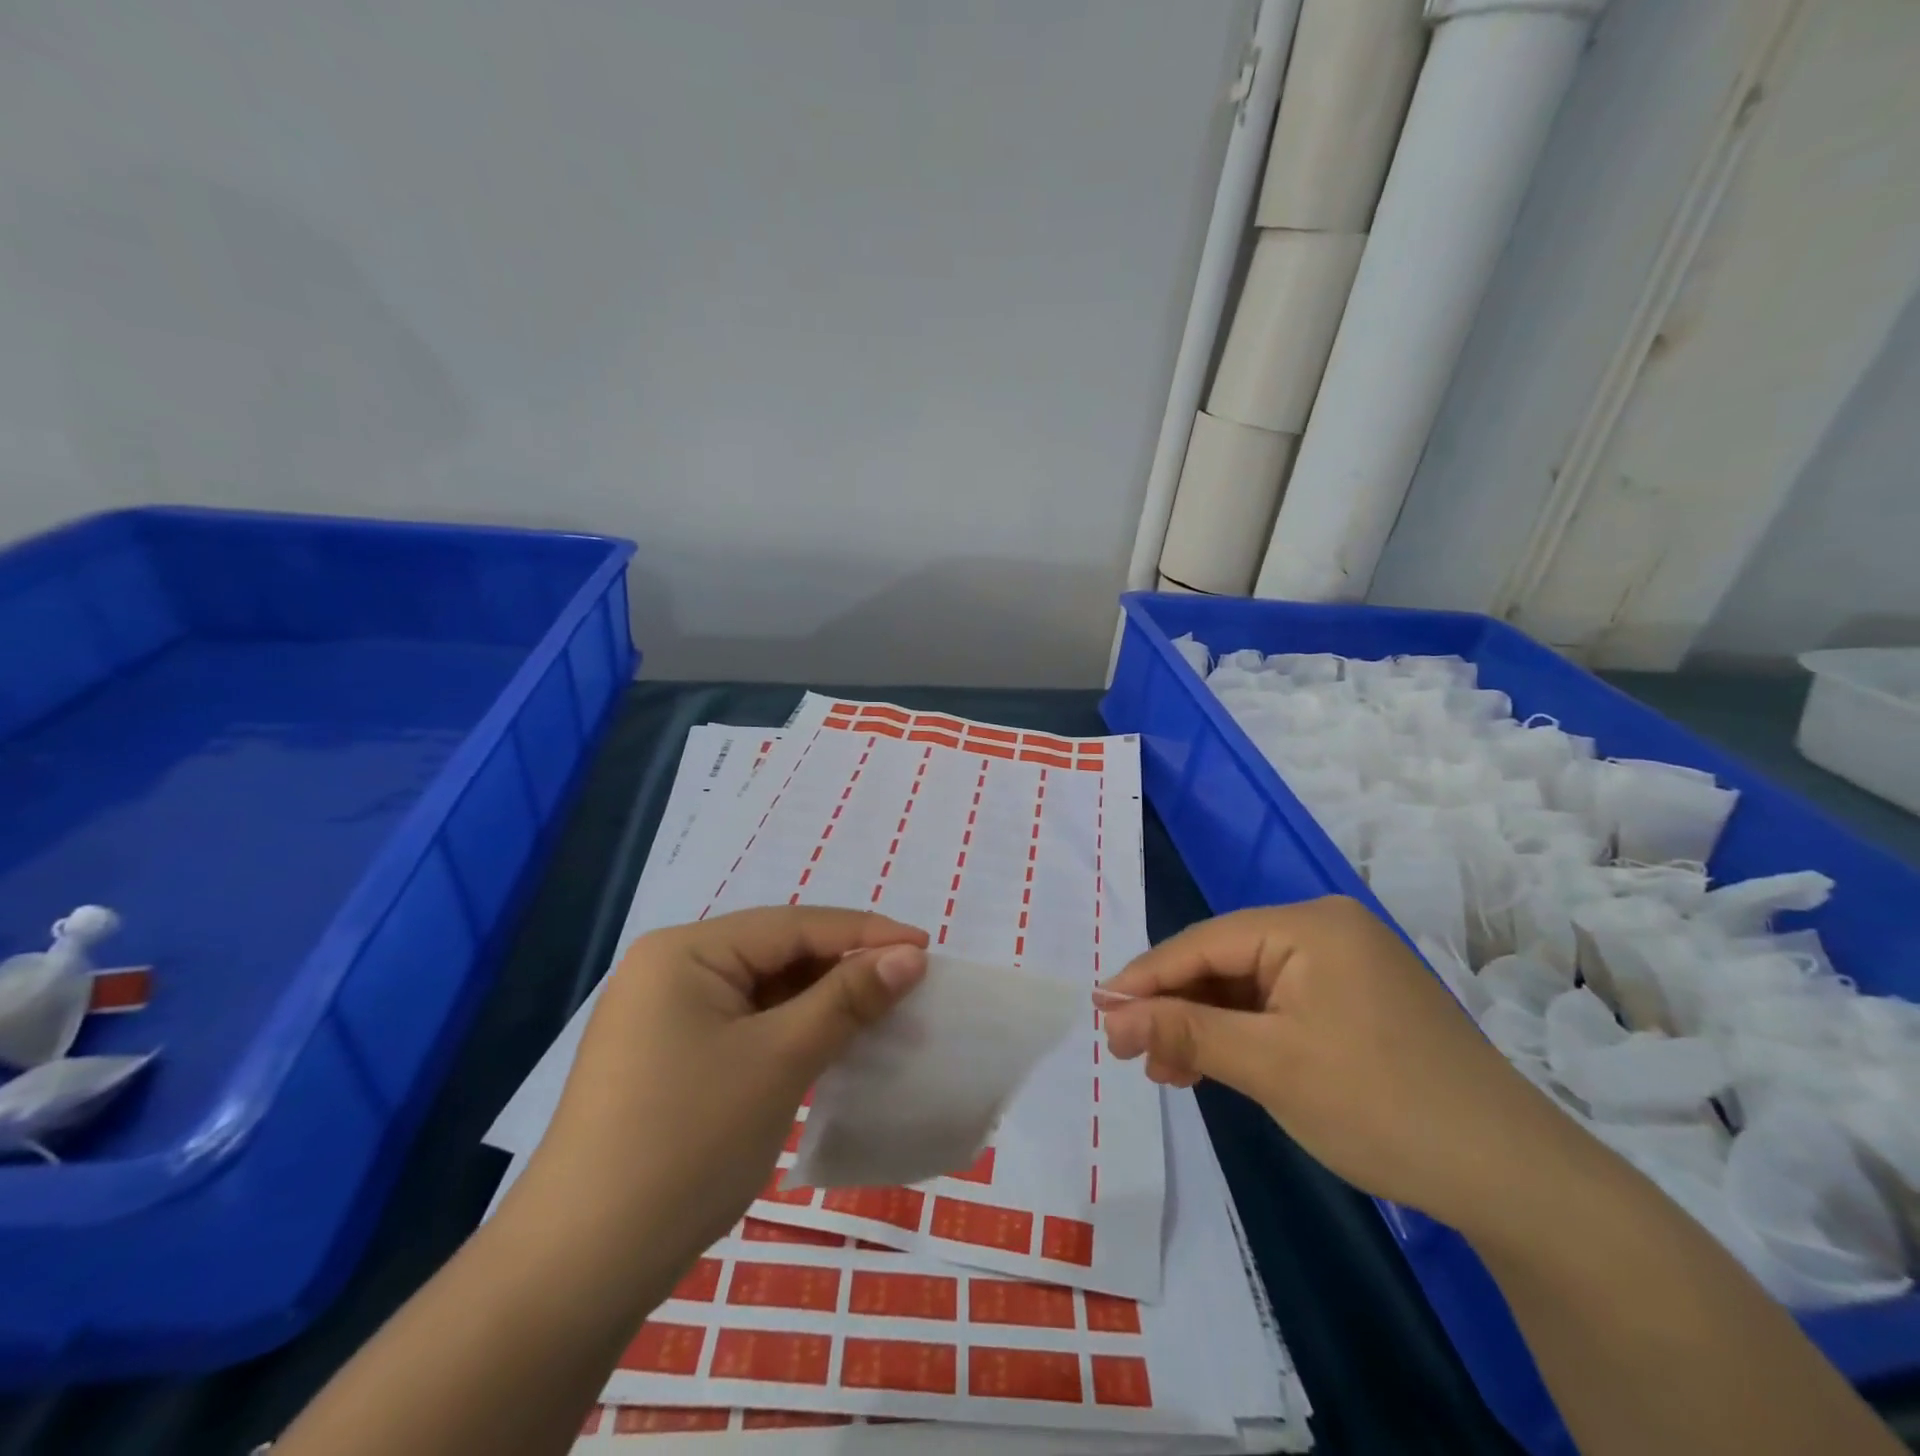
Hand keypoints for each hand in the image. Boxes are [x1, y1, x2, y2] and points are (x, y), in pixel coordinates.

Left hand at [534, 907, 927, 1269]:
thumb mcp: (779, 1061)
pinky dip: (791, 1032)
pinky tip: (830, 1044)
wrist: (579, 1268)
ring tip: (881, 1013)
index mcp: (686, 950)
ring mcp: (665, 1016)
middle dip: (843, 968)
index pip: (793, 925)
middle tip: (909, 984)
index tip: (926, 948)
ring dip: (821, 1002)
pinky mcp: (669, 1057)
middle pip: (777, 953)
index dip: (864, 932)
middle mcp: (671, 969)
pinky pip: (746, 1025)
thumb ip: (847, 999)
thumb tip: (909, 957)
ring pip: (764, 991)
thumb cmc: (687, 1142)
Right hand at [1100, 897, 1580, 1231]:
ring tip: (1166, 1070)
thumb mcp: (1270, 1066)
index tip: (1099, 1010)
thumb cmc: (1381, 1105)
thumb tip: (1111, 1017)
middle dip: (1176, 1009)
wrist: (1514, 1181)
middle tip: (1132, 1052)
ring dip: (1205, 1028)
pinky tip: (1214, 1066)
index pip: (1205, 942)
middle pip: (1225, 963)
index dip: (1146, 977)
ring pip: (1249, 989)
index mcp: (1310, 925)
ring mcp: (1345, 967)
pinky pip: (1279, 1008)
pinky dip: (1244, 1038)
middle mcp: (1326, 931)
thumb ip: (1184, 1031)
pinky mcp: (1356, 1004)